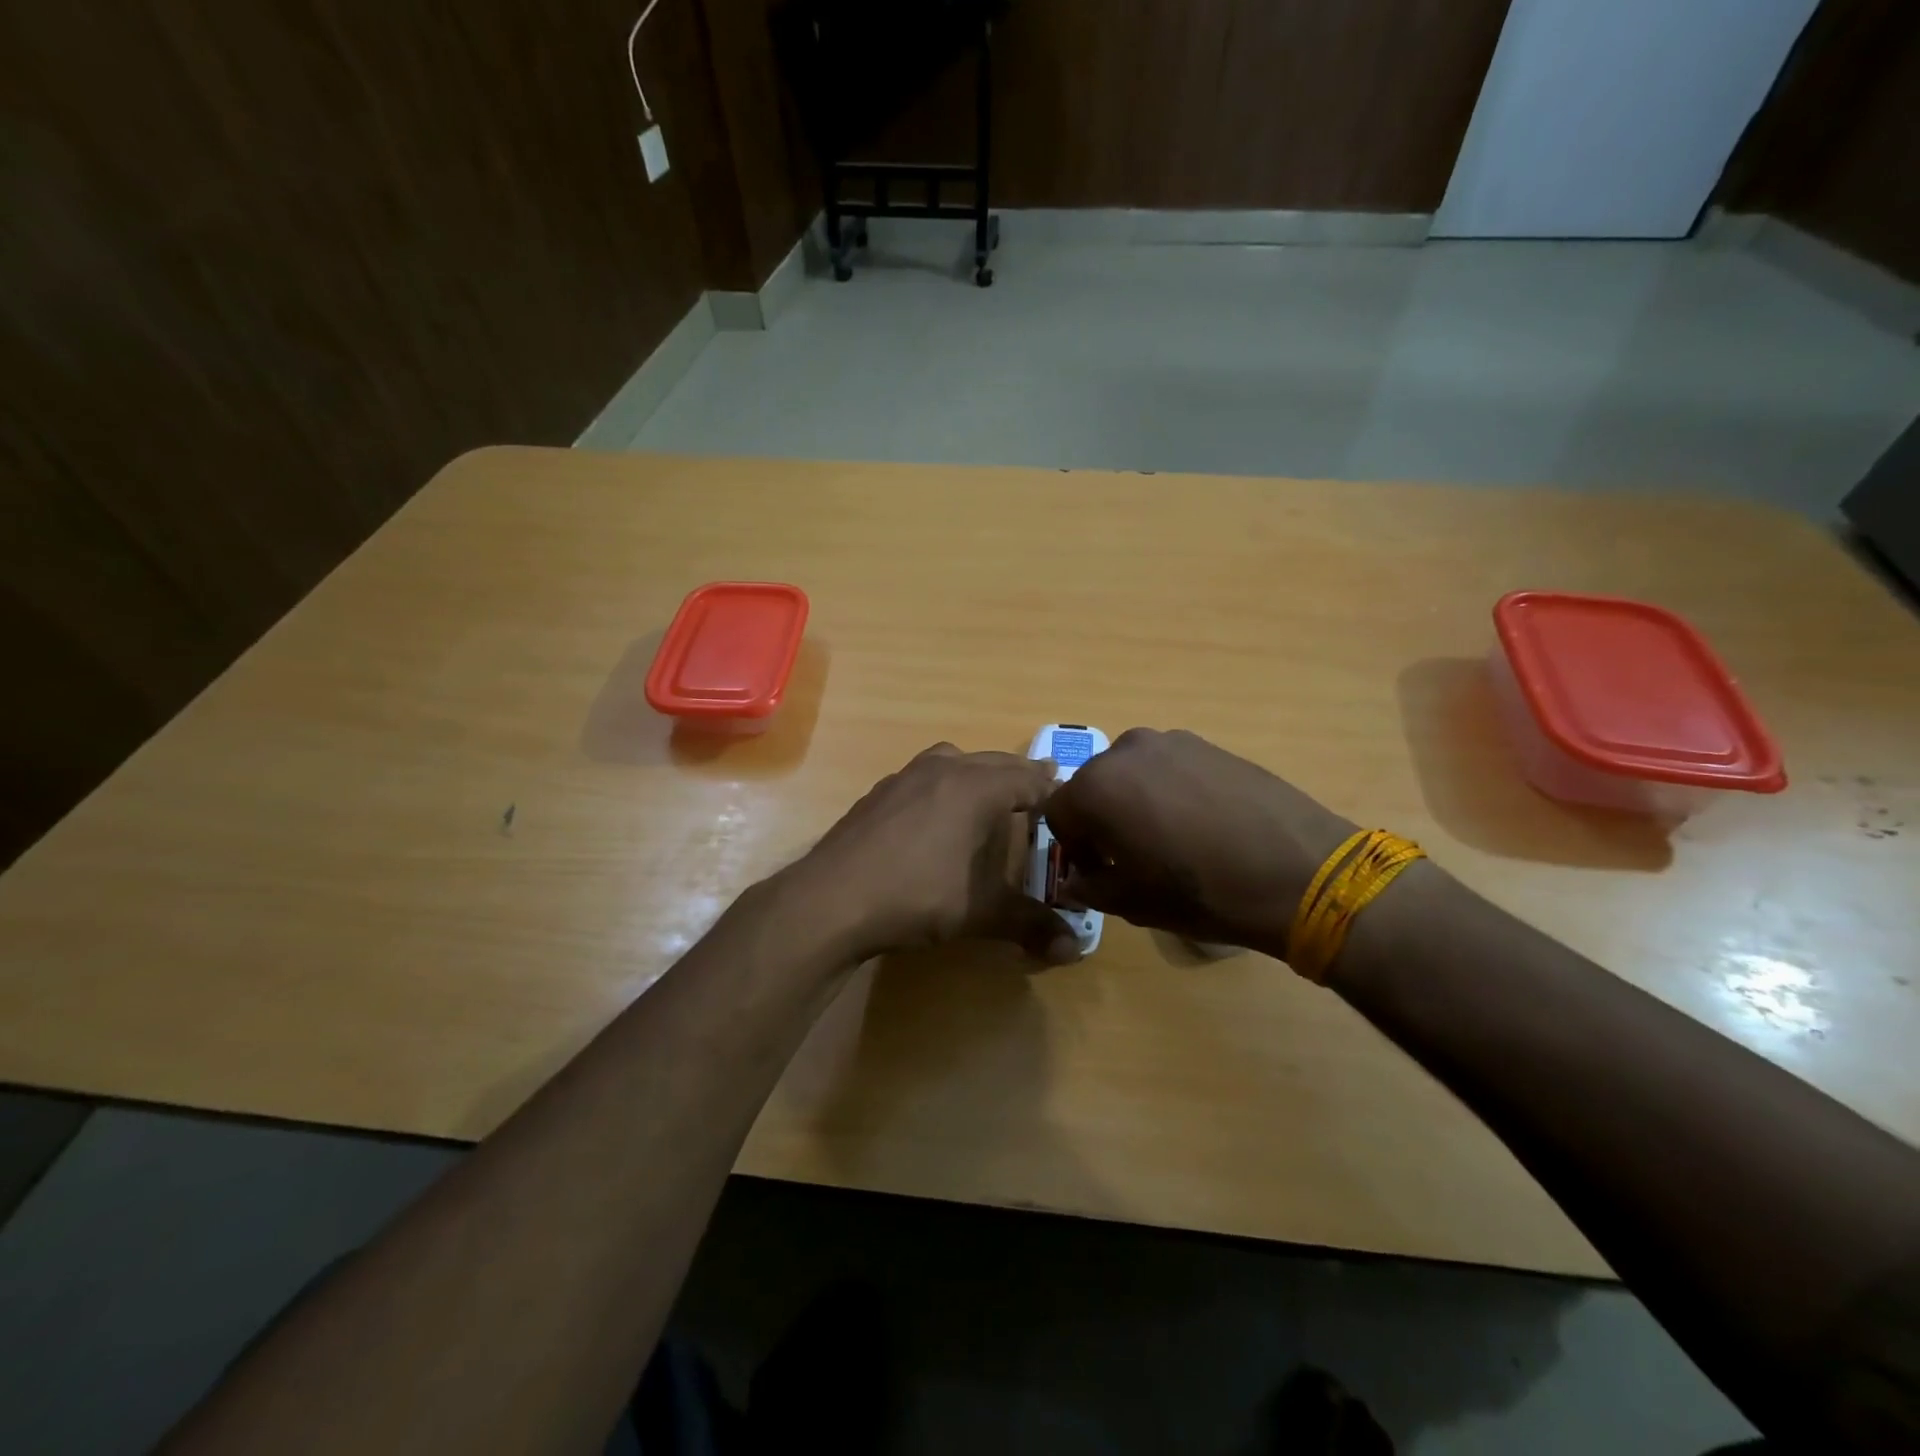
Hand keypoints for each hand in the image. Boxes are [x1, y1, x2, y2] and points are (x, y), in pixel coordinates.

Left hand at [791, 744, 1081, 965]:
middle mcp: (943, 769)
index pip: (1029, 779)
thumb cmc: (917, 896)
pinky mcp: (878, 792)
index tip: (1069, 801)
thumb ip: (1030, 925)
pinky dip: (943, 785)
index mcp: (976, 787)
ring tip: (988, 797)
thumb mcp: (980, 913)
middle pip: (995, 762)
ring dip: (978, 772)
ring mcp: (905, 776)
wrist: (832, 899)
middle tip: (1039, 793)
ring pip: (954, 761)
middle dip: (1019, 777)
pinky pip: (923, 776)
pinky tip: (936, 817)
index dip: (1053, 790)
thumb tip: (1074, 951)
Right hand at [1043, 729, 1356, 957]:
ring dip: (1135, 803)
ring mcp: (1172, 741)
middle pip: (1094, 787)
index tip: (1099, 873)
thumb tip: (1077, 880)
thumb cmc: (1202, 892)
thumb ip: (1091, 886)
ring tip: (1171, 840)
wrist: (1299, 871)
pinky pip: (1169, 767)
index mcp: (1097, 786)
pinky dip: (1169, 791)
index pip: (1058, 813)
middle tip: (1132, 858)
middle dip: (1101, 821)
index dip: (1073, 848)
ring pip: (1132, 774)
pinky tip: (1202, 824)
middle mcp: (1126, 750)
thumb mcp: (1133, 902)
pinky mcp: (1209, 744)